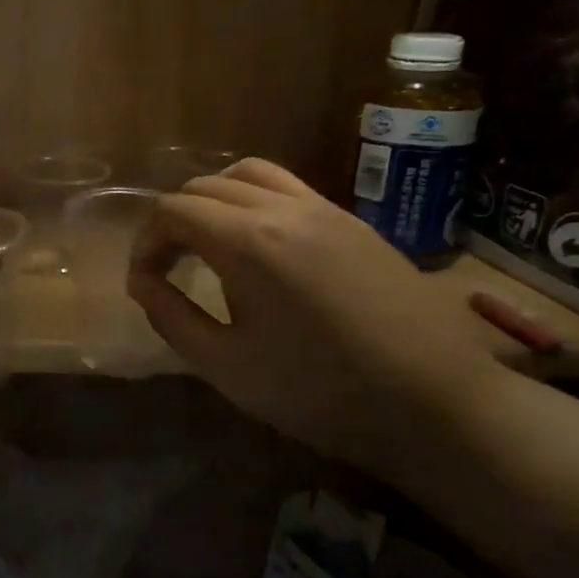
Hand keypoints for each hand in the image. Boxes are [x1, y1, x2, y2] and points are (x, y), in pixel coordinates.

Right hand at [127, 158, 500, 476]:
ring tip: (210, 242)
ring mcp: (324, 209)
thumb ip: (170, 316)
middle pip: (204, 186)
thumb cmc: (318, 391)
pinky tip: (260, 246)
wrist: (436, 403)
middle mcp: (283, 209)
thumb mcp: (224, 365)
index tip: (146, 280)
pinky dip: (254, 200)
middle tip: (170, 266)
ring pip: (248, 174)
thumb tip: (142, 281)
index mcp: (247, 242)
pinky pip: (288, 187)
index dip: (146, 242)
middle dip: (173, 221)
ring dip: (214, 200)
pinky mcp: (353, 221)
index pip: (173, 210)